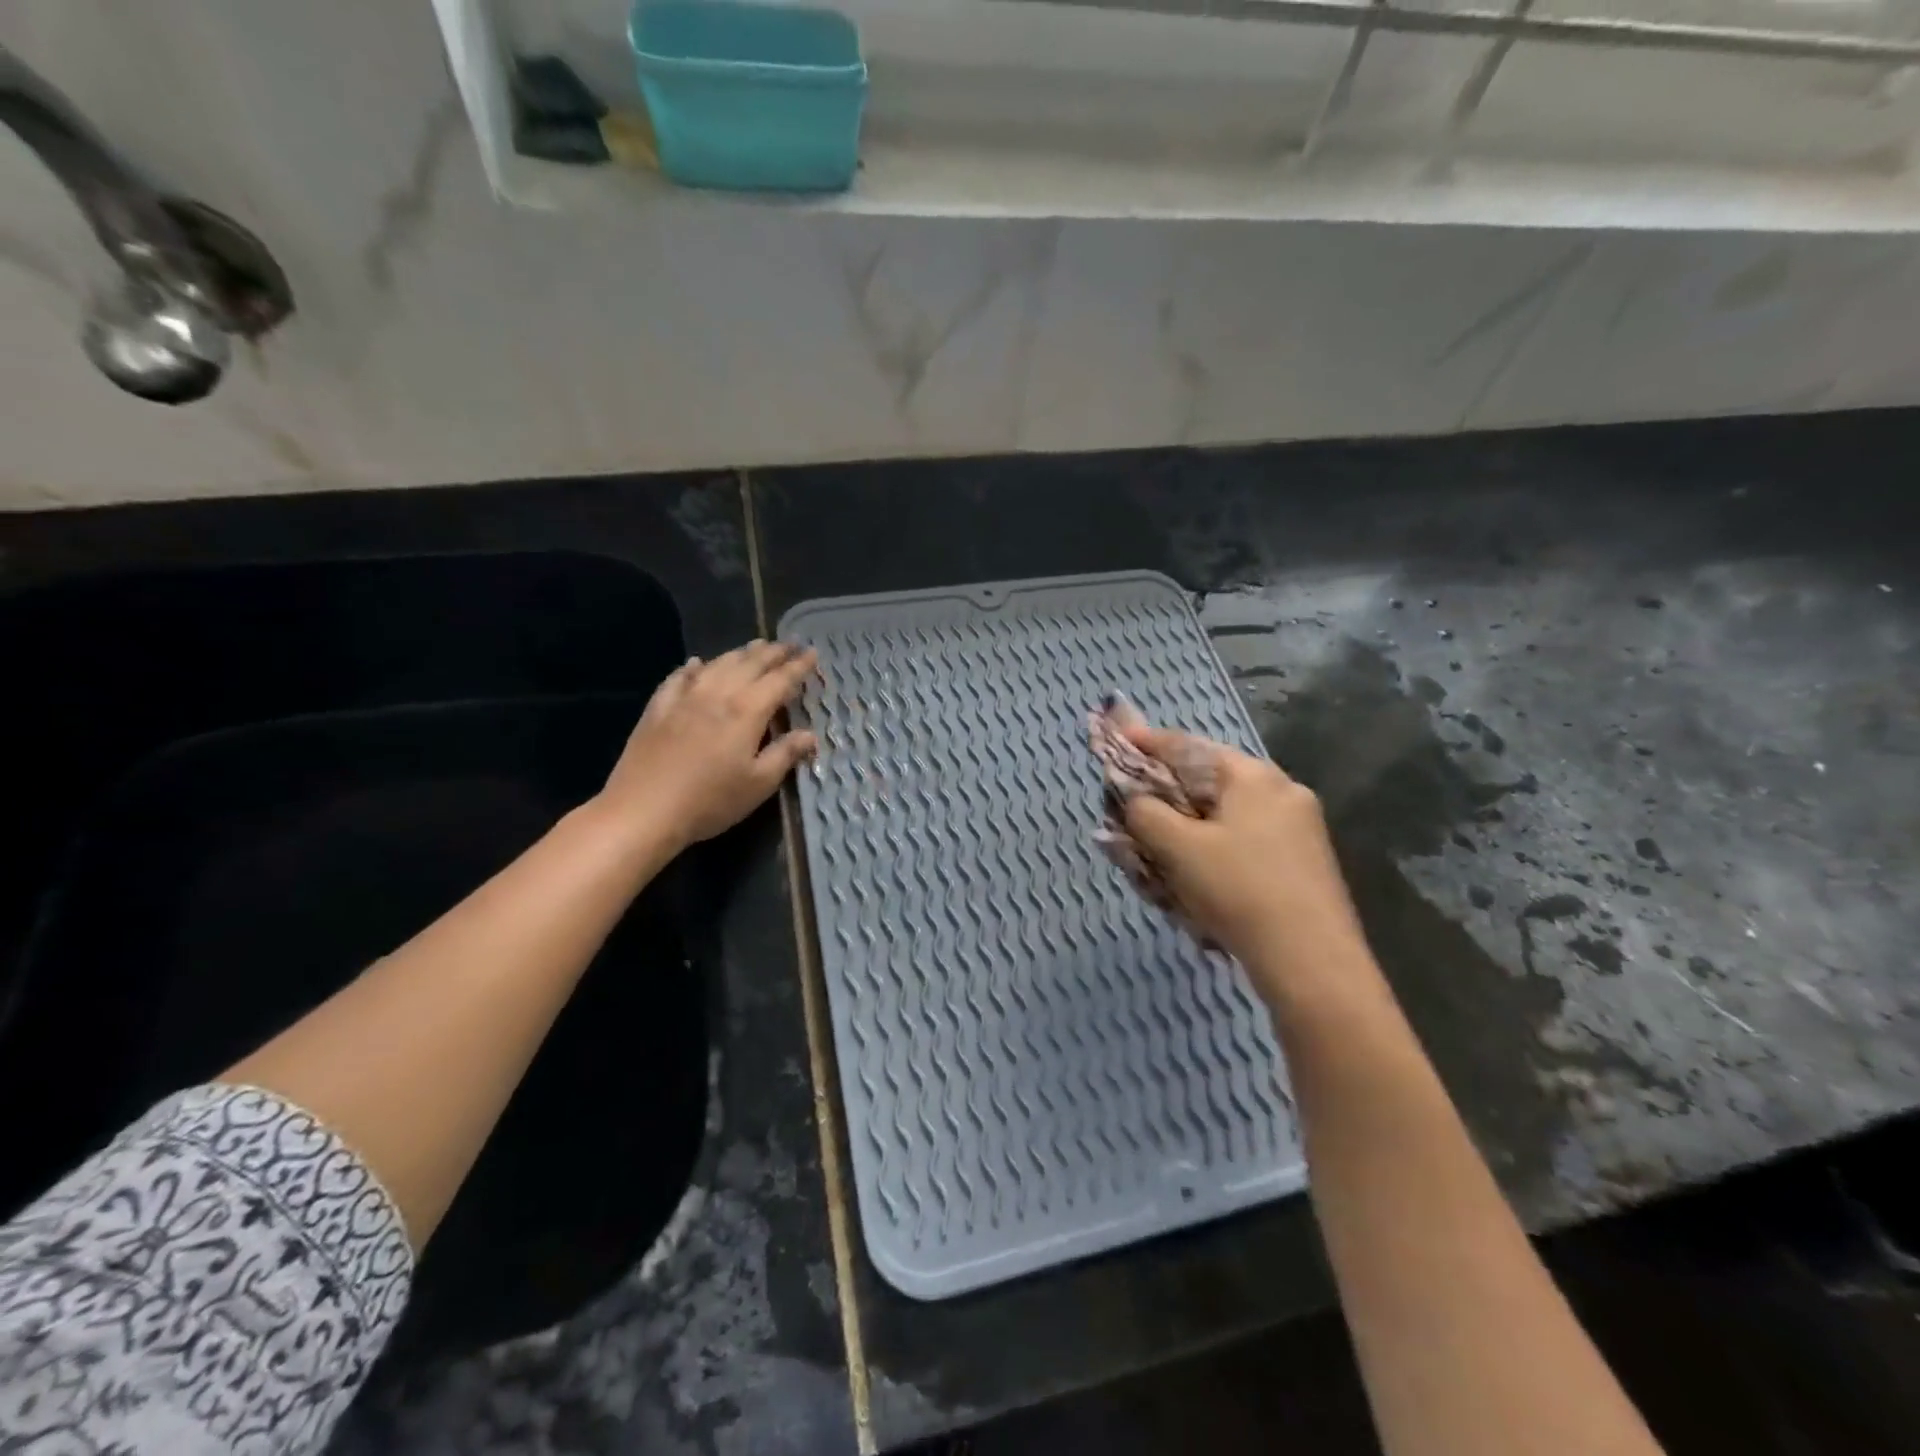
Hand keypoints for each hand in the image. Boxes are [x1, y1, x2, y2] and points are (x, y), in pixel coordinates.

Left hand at [601, 640, 817, 851]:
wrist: (643, 810)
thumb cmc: (710, 801)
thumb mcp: (758, 784)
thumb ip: (785, 754)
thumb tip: (810, 735)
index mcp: (747, 711)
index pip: (780, 680)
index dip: (799, 666)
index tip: (813, 653)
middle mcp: (717, 694)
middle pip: (750, 664)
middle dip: (773, 652)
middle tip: (790, 644)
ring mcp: (684, 698)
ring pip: (717, 664)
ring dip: (740, 653)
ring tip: (755, 646)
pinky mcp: (658, 709)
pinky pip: (679, 678)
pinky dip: (694, 668)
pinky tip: (697, 664)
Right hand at [1120, 724, 1372, 1003]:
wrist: (1312, 962)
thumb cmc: (1239, 889)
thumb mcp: (1178, 848)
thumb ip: (1146, 813)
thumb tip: (1134, 799)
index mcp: (1253, 776)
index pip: (1189, 747)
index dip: (1149, 744)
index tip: (1119, 741)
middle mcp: (1282, 791)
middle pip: (1210, 781)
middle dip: (1168, 794)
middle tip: (1135, 810)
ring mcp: (1300, 828)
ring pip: (1227, 815)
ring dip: (1190, 826)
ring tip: (1161, 852)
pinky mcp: (1304, 863)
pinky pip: (1246, 841)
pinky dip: (1216, 849)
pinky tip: (1199, 880)